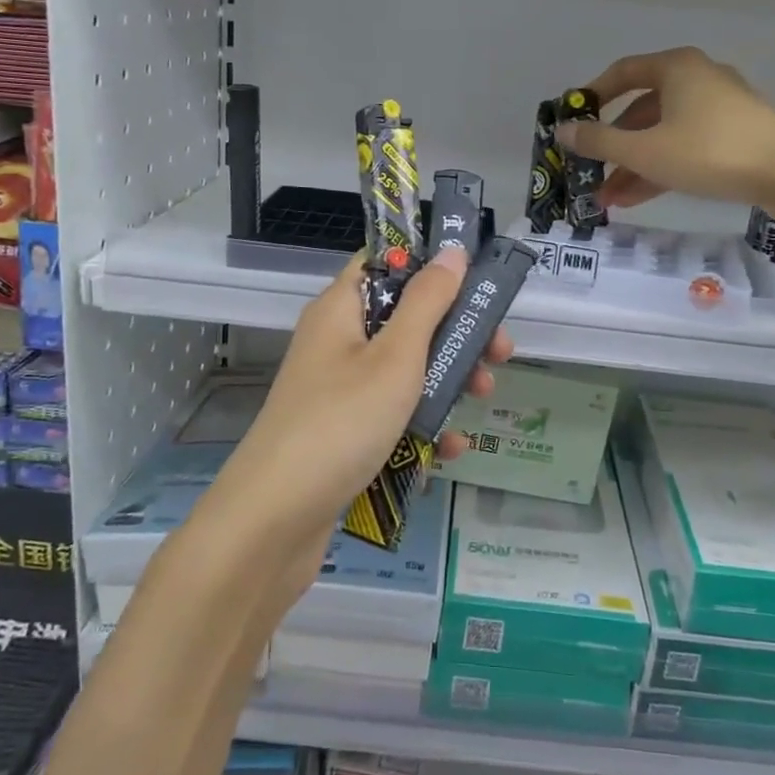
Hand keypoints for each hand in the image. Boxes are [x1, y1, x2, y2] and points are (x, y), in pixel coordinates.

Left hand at [207, 246, 511, 590]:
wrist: (275, 521)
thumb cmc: (341, 423)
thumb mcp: (395, 357)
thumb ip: (428, 302)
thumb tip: (452, 252)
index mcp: (341, 309)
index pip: (385, 263)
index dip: (430, 264)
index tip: (477, 279)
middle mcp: (338, 343)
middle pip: (406, 319)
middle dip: (457, 332)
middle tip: (499, 350)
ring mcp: (340, 391)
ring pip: (406, 370)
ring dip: (449, 380)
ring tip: (484, 396)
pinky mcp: (345, 434)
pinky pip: (393, 416)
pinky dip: (424, 426)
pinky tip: (451, 448)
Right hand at [555, 46, 774, 235]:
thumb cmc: (708, 151)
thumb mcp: (644, 150)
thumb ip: (599, 142)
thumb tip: (562, 131)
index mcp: (675, 68)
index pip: (622, 72)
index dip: (593, 96)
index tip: (573, 121)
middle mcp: (697, 79)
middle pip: (641, 110)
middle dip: (612, 147)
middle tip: (589, 172)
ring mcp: (718, 108)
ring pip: (662, 134)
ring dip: (633, 165)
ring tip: (607, 199)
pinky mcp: (734, 135)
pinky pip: (685, 147)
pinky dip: (660, 168)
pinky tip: (636, 198)